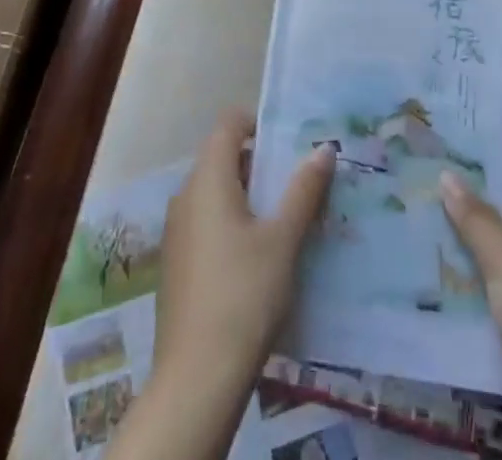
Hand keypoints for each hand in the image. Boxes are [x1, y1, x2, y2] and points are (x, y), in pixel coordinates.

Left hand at [109, 110, 333, 459]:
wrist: (196, 379)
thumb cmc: (244, 294)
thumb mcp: (283, 239)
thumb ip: (304, 190)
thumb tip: (324, 148)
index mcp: (207, 178)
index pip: (228, 124)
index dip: (258, 123)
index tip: (291, 142)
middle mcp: (185, 195)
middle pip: (223, 157)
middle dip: (261, 164)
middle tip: (299, 180)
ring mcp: (177, 231)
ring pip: (216, 193)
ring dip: (249, 196)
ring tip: (287, 218)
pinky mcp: (177, 263)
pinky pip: (207, 223)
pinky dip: (233, 223)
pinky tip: (260, 256)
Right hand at [440, 134, 501, 459]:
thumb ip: (477, 219)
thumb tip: (448, 174)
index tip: (470, 123)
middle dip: (479, 177)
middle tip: (434, 155)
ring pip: (500, 233)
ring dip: (468, 217)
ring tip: (424, 193)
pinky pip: (492, 269)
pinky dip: (468, 255)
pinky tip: (433, 248)